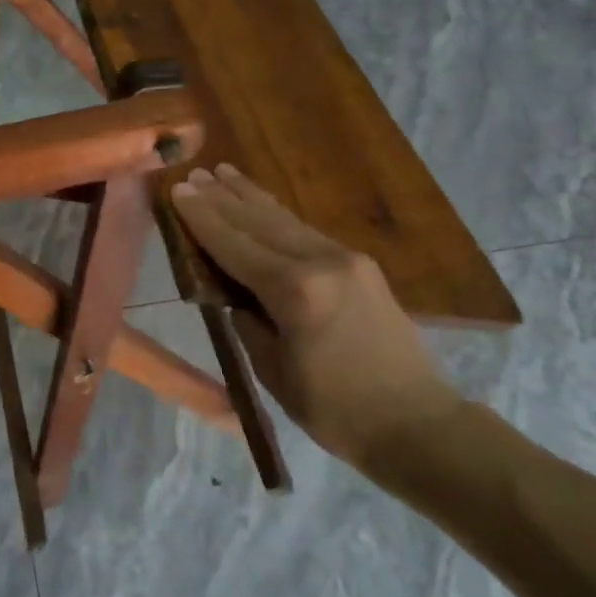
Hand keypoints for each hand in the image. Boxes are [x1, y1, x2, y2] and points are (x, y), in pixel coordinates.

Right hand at [171, 163, 459, 465]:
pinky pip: (307, 232)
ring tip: (223, 172)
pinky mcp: (362, 266)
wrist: (418, 424)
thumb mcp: (273, 369)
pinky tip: (263, 205)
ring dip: (250, 196)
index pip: (234, 245)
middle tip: (193, 173)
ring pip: (286, 219)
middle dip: (222, 197)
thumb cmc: (335, 410)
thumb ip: (248, 321)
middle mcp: (321, 263)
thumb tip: (235, 293)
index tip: (177, 190)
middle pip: (259, 221)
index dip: (202, 218)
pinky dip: (277, 215)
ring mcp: (347, 260)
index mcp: (295, 292)